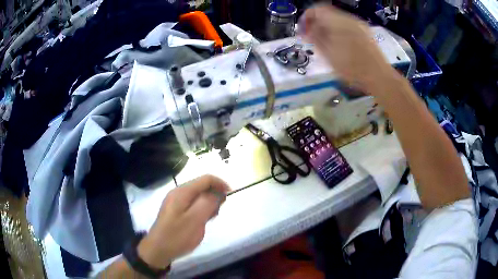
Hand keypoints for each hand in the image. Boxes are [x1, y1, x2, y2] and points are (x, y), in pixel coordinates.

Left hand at [138, 175, 229, 268]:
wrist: (158, 250)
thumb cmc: (177, 236)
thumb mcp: (195, 220)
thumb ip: (208, 203)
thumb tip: (219, 192)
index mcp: (182, 192)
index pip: (205, 179)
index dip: (220, 184)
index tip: (231, 195)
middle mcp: (178, 193)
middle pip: (201, 186)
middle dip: (214, 195)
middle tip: (219, 211)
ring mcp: (176, 202)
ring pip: (198, 196)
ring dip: (208, 203)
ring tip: (210, 218)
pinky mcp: (175, 211)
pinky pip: (192, 204)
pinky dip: (201, 209)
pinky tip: (202, 221)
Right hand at [299, 5, 395, 93]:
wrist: (380, 78)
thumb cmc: (353, 69)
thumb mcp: (329, 55)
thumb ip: (316, 38)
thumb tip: (306, 30)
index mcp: (338, 22)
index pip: (316, 9)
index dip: (306, 18)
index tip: (302, 31)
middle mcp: (349, 19)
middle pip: (327, 13)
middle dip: (316, 23)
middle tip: (311, 38)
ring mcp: (359, 25)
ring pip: (337, 19)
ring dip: (327, 27)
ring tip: (324, 42)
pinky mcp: (365, 32)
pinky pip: (347, 25)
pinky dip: (338, 30)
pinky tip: (338, 44)